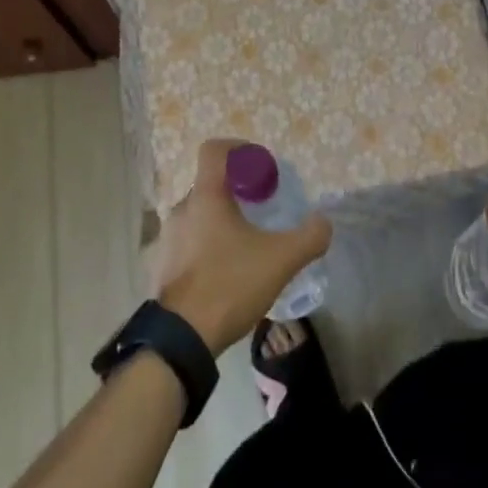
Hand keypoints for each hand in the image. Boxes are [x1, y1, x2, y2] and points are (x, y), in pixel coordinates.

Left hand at [149, 140, 332, 356]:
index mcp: (205, 196)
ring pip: (201, 213)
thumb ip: (309, 237)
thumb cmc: (229, 284)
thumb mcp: (280, 260)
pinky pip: (190, 240)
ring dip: (224, 219)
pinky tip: (229, 270)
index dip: (239, 149)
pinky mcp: (164, 264)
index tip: (261, 167)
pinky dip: (210, 243)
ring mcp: (169, 237)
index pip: (214, 149)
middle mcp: (182, 208)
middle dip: (238, 190)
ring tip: (248, 244)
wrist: (182, 338)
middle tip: (263, 209)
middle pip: (211, 183)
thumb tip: (324, 223)